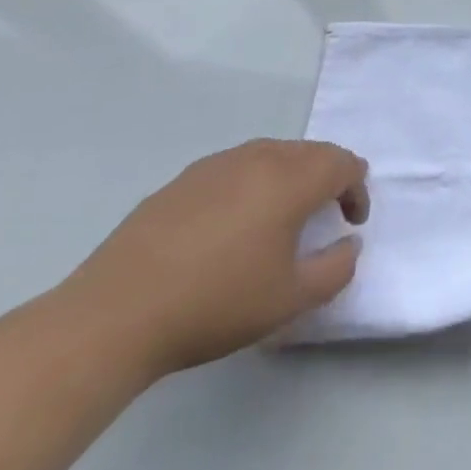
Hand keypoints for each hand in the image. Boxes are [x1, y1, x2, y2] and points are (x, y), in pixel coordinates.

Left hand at [60, 140, 369, 376]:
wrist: (113, 317)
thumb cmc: (215, 304)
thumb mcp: (290, 299)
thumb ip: (336, 269)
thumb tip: (348, 244)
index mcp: (291, 179)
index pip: (343, 164)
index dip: (357, 189)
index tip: (352, 223)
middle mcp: (258, 158)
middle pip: (310, 152)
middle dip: (328, 177)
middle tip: (327, 213)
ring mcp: (216, 165)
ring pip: (271, 155)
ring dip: (290, 177)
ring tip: (282, 216)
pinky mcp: (181, 182)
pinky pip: (234, 169)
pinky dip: (252, 184)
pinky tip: (233, 223)